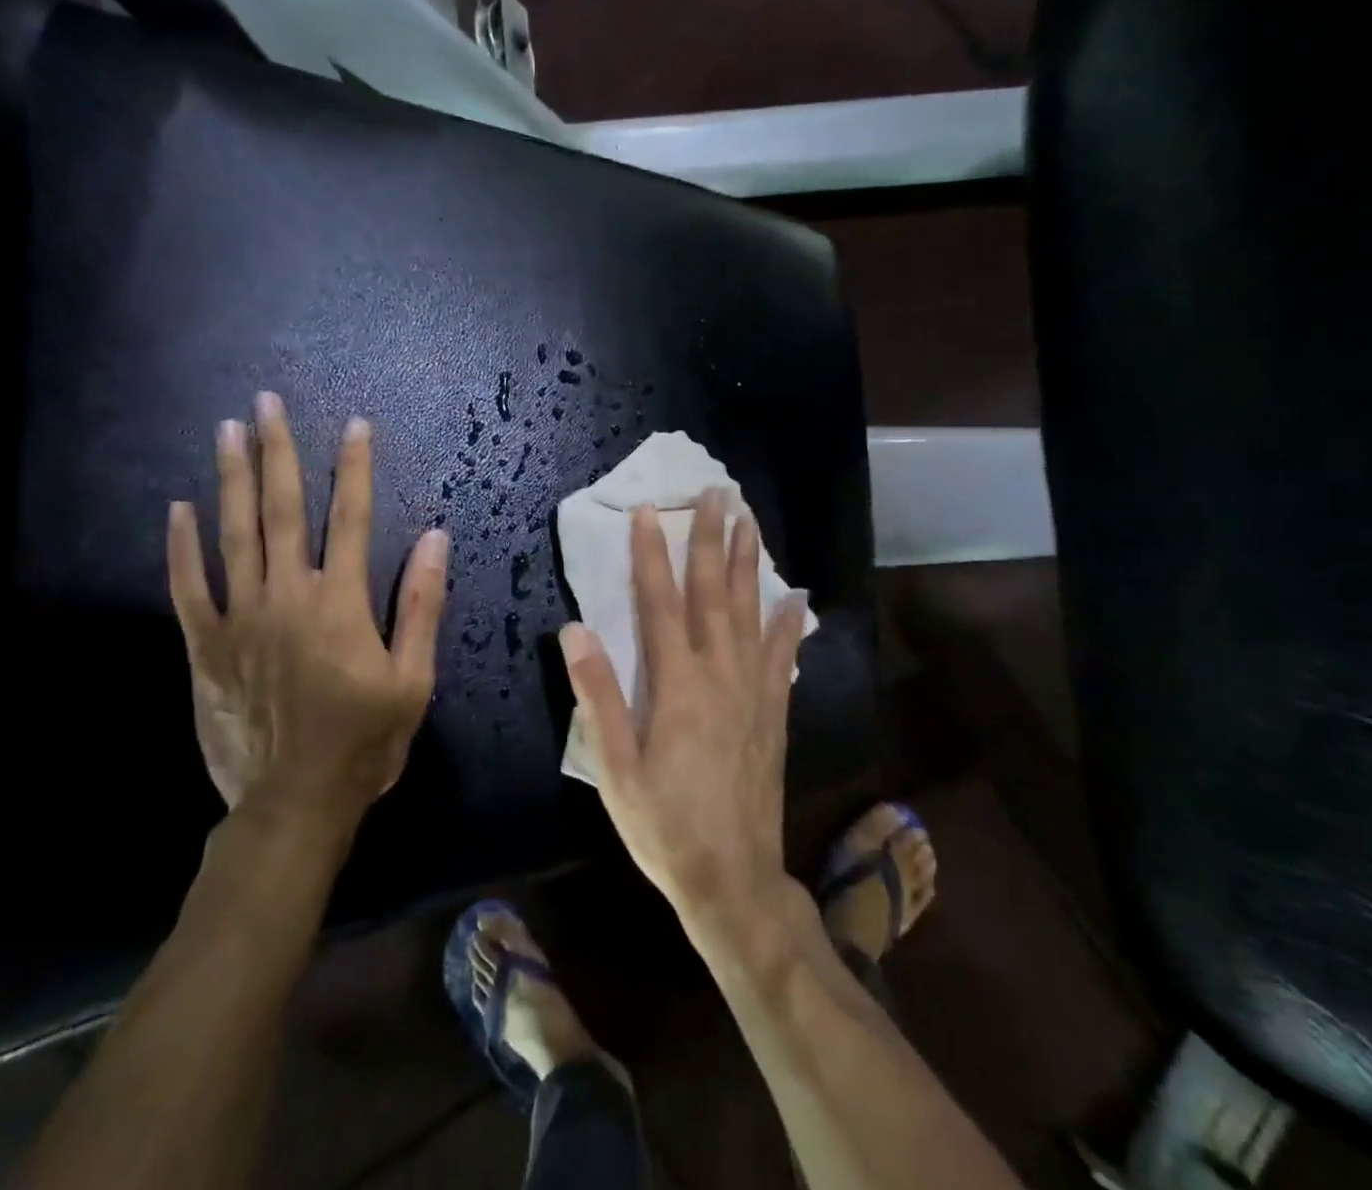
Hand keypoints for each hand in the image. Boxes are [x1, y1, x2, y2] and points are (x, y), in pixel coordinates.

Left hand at [168, 392, 449, 826]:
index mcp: (342, 602)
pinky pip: (189, 588)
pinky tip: (180, 508)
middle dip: (277, 452)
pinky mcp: (205, 647)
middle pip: (283, 510)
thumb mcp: (414, 678)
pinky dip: (182, 547)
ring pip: (235, 535)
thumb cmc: (366, 740)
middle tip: (267, 403)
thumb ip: (423, 605)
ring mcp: (240, 619)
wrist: (294, 803)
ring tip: (227, 431)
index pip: (353, 518)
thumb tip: (436, 537)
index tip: (355, 424)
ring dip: (233, 479)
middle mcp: (288, 596)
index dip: (355, 468)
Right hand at [559, 490, 807, 926]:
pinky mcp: (775, 712)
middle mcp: (720, 675)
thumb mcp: (615, 769)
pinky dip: (788, 622)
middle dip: (712, 540)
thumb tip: (575, 630)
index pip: (661, 603)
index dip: (652, 554)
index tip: (650, 511)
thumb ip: (597, 697)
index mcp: (677, 685)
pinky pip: (784, 656)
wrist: (733, 878)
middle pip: (714, 593)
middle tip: (717, 493)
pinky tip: (795, 596)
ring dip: (749, 564)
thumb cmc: (663, 825)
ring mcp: (754, 691)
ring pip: (751, 612)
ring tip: (750, 522)